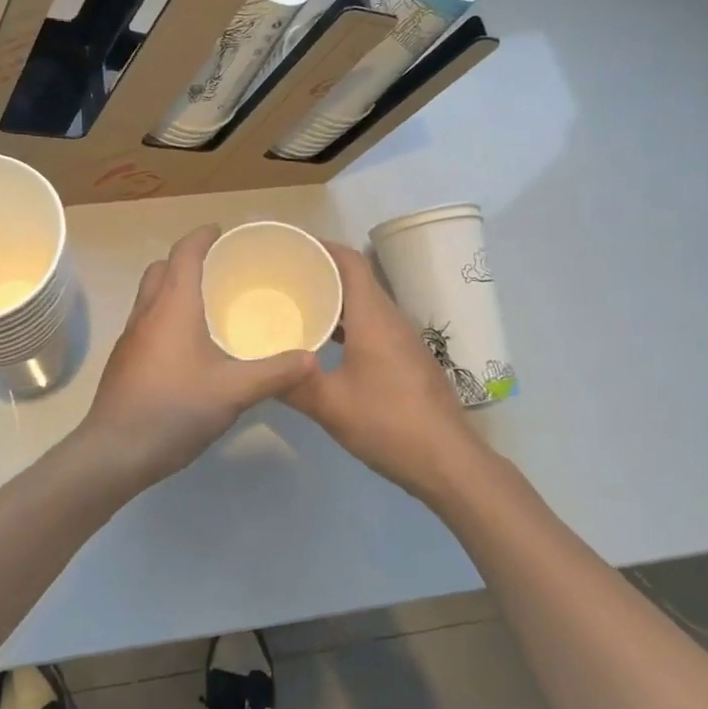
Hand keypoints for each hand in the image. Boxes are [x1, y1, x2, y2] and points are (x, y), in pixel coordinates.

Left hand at [80, 225, 316, 484]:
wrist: (116, 450)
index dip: (202, 236)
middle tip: (218, 269)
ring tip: (207, 303)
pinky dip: (165, 314)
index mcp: (173, 305)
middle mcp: (147, 311)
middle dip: (186, 260)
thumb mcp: (234, 391)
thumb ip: (275, 373)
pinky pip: (146, 319)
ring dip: (173, 287)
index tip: (222, 231)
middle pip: (162, 268)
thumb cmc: (175, 408)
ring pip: (150, 294)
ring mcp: (131, 335)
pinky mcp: (125, 359)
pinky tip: (187, 344)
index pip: (184, 252)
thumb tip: (311, 359)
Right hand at [282, 241, 479, 496]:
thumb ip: (292, 383)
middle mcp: (391, 319)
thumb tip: (258, 369)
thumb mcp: (330, 406)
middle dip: (321, 271)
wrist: (449, 462)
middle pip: (356, 278)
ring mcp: (403, 340)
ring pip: (365, 304)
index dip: (321, 246)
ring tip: (297, 304)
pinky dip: (347, 323)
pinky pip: (373, 325)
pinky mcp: (408, 360)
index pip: (350, 261)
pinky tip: (324, 345)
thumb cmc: (388, 424)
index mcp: (373, 317)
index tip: (289, 246)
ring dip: (334, 299)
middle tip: (282, 276)